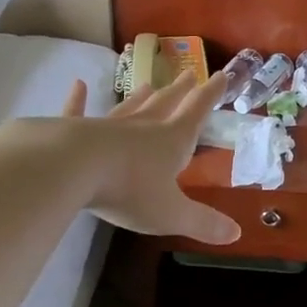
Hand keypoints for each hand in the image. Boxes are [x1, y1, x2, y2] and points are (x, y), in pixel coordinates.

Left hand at [55, 72, 240, 244]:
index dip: (211, 95)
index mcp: (170, 142)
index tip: (221, 75)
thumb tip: (236, 233)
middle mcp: (141, 128)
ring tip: (148, 84)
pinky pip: (77, 112)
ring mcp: (106, 127)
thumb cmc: (128, 190)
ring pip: (129, 109)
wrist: (70, 169)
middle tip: (188, 73)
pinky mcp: (72, 131)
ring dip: (140, 98)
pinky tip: (78, 85)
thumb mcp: (171, 213)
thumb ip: (203, 222)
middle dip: (179, 91)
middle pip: (164, 105)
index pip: (196, 113)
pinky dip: (78, 100)